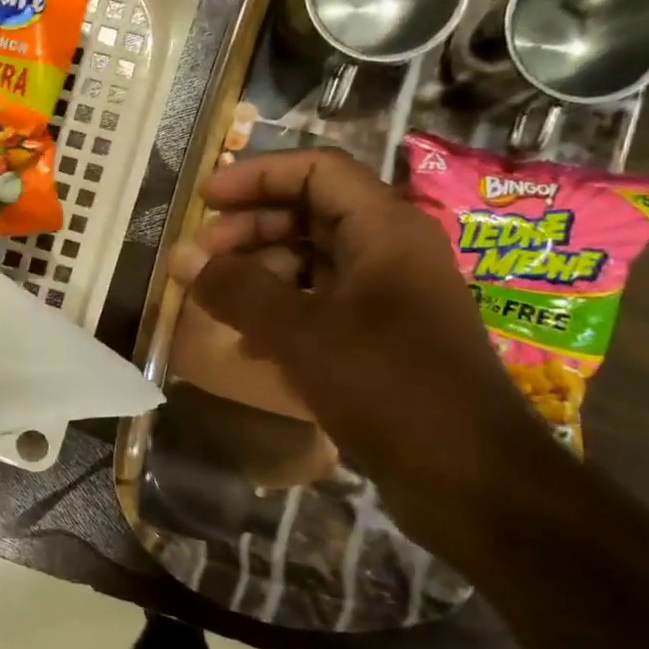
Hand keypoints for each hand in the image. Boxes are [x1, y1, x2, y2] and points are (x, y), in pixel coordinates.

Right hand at [171, 147, 555, 540]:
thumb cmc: (387, 386)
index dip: (257, 176)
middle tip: (201, 259)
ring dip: (260, 275)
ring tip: (216, 304)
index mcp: (385, 230)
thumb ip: (236, 289)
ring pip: (312, 264)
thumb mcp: (299, 333)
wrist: (468, 478)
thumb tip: (180, 256)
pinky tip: (249, 346)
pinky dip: (281, 313)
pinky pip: (321, 307)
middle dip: (250, 230)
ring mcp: (388, 299)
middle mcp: (390, 253)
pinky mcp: (381, 341)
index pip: (316, 171)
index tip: (205, 200)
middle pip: (310, 215)